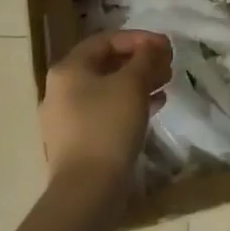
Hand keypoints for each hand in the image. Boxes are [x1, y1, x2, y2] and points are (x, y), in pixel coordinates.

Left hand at [39, 31, 171, 190]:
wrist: (87, 191)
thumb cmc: (108, 126)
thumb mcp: (132, 84)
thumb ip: (145, 58)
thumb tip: (153, 47)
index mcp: (68, 69)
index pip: (106, 40)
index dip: (138, 38)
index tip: (165, 45)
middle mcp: (62, 90)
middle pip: (106, 64)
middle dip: (140, 61)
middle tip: (167, 65)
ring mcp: (67, 119)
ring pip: (108, 90)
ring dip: (138, 83)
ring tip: (165, 84)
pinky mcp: (78, 142)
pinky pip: (106, 112)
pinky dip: (129, 105)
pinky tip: (155, 107)